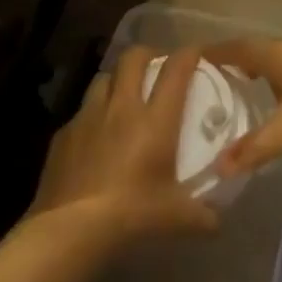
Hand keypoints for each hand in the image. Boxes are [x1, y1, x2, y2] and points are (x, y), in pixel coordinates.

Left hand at [31, 45, 219, 244]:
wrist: (71, 229)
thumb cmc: (132, 215)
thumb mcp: (176, 218)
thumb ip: (202, 215)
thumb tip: (217, 221)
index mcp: (155, 120)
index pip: (175, 71)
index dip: (188, 55)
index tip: (196, 53)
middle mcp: (122, 108)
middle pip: (133, 59)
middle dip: (148, 54)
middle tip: (156, 66)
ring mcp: (88, 117)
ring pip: (103, 78)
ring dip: (117, 80)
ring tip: (123, 94)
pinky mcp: (64, 134)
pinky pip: (81, 112)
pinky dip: (92, 115)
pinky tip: (95, 135)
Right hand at [207, 38, 281, 175]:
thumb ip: (252, 149)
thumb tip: (218, 167)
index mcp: (275, 54)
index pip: (235, 48)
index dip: (213, 55)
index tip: (190, 64)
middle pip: (255, 48)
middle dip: (233, 62)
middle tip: (210, 82)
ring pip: (276, 55)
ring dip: (257, 67)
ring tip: (239, 90)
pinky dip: (277, 73)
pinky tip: (278, 96)